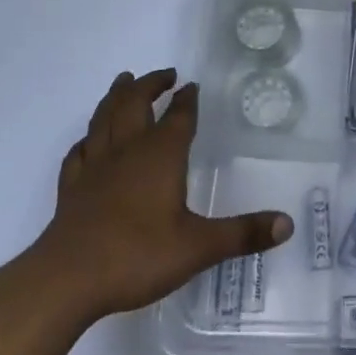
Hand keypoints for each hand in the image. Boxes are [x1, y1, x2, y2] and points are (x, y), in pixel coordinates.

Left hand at [26, 69, 292, 326]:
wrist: (67, 280)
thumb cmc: (137, 256)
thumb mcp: (199, 247)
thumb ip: (243, 234)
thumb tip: (288, 224)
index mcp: (160, 155)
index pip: (178, 117)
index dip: (187, 100)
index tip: (191, 85)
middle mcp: (127, 151)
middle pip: (135, 104)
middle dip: (149, 85)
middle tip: (164, 74)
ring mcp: (94, 167)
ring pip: (104, 119)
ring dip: (115, 97)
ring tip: (123, 82)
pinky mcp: (71, 188)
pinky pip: (78, 153)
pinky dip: (86, 140)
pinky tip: (88, 142)